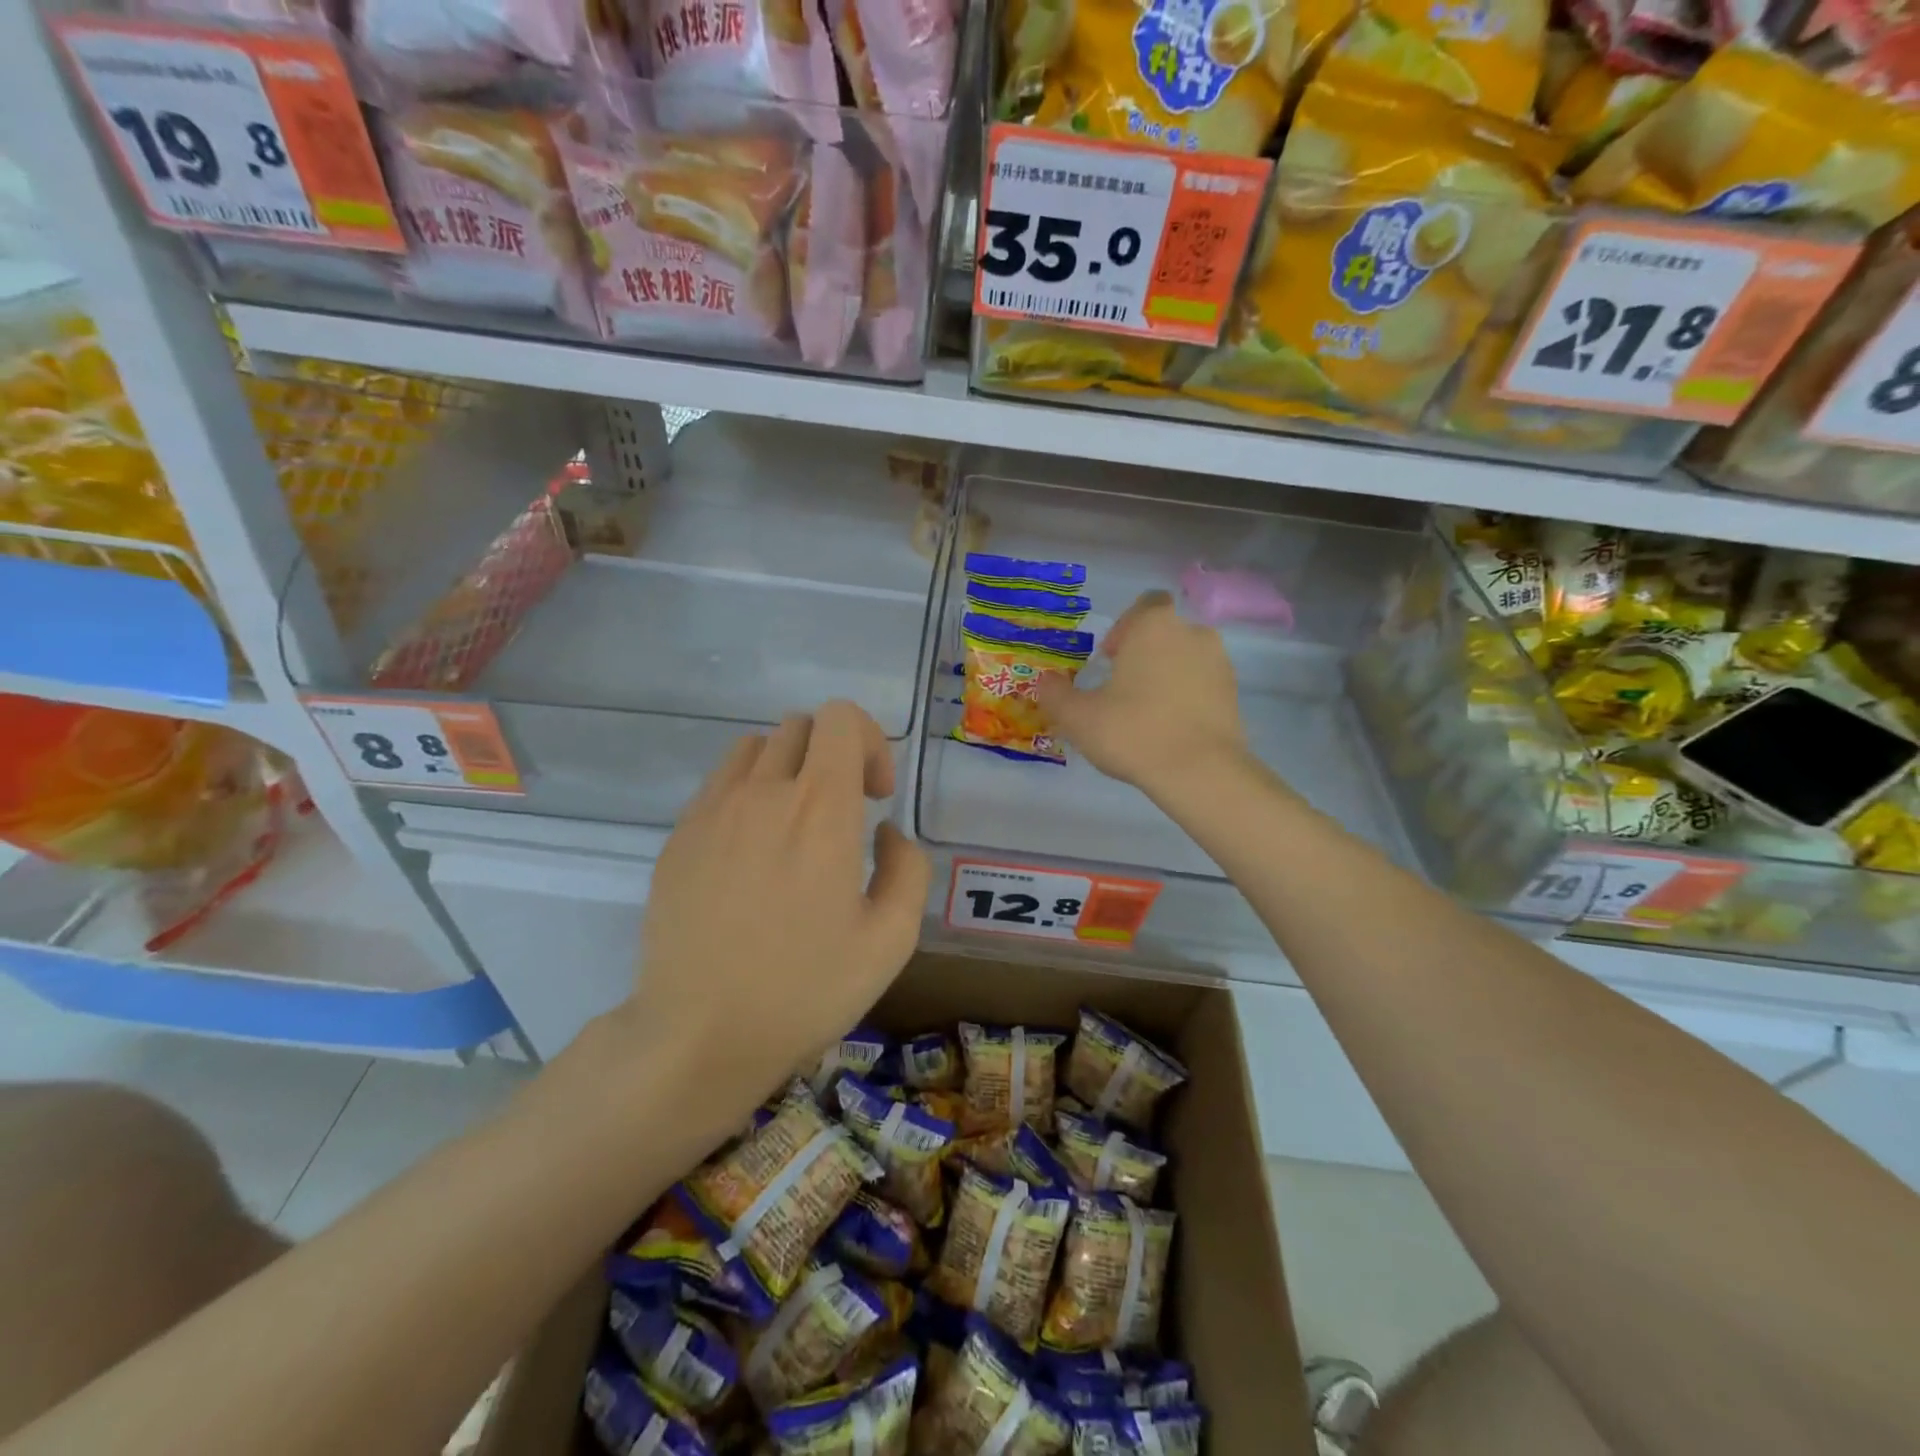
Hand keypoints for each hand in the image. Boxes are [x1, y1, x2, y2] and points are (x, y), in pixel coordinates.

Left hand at [630, 701, 929, 1114]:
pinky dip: (747, 794)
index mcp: (820, 808)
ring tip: (794, 826)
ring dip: (788, 769)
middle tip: (842, 812)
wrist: (700, 1034)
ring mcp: (712, 810)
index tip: (876, 796)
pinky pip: (720, 783)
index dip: (870, 742)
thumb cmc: (805, 989)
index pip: (841, 718)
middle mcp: (763, 792)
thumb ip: (908, 868)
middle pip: (801, 725)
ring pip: (756, 748)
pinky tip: (751, 853)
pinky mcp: (679, 835)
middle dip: (833, 754)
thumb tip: (885, 831)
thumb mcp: (892, 939)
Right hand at [1036, 590, 1249, 797]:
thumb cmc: (1132, 731)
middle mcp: (1193, 633)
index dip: (1125, 627)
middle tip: (1120, 691)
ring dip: (1166, 677)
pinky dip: (1186, 698)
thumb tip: (1045, 682)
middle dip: (1143, 656)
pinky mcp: (1234, 695)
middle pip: (1164, 634)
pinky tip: (1168, 729)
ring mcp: (1219, 664)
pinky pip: (1202, 686)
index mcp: (1154, 626)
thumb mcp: (1077, 716)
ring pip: (1185, 660)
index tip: (1109, 660)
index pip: (1145, 605)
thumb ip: (1055, 694)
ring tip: (1145, 714)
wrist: (1200, 772)